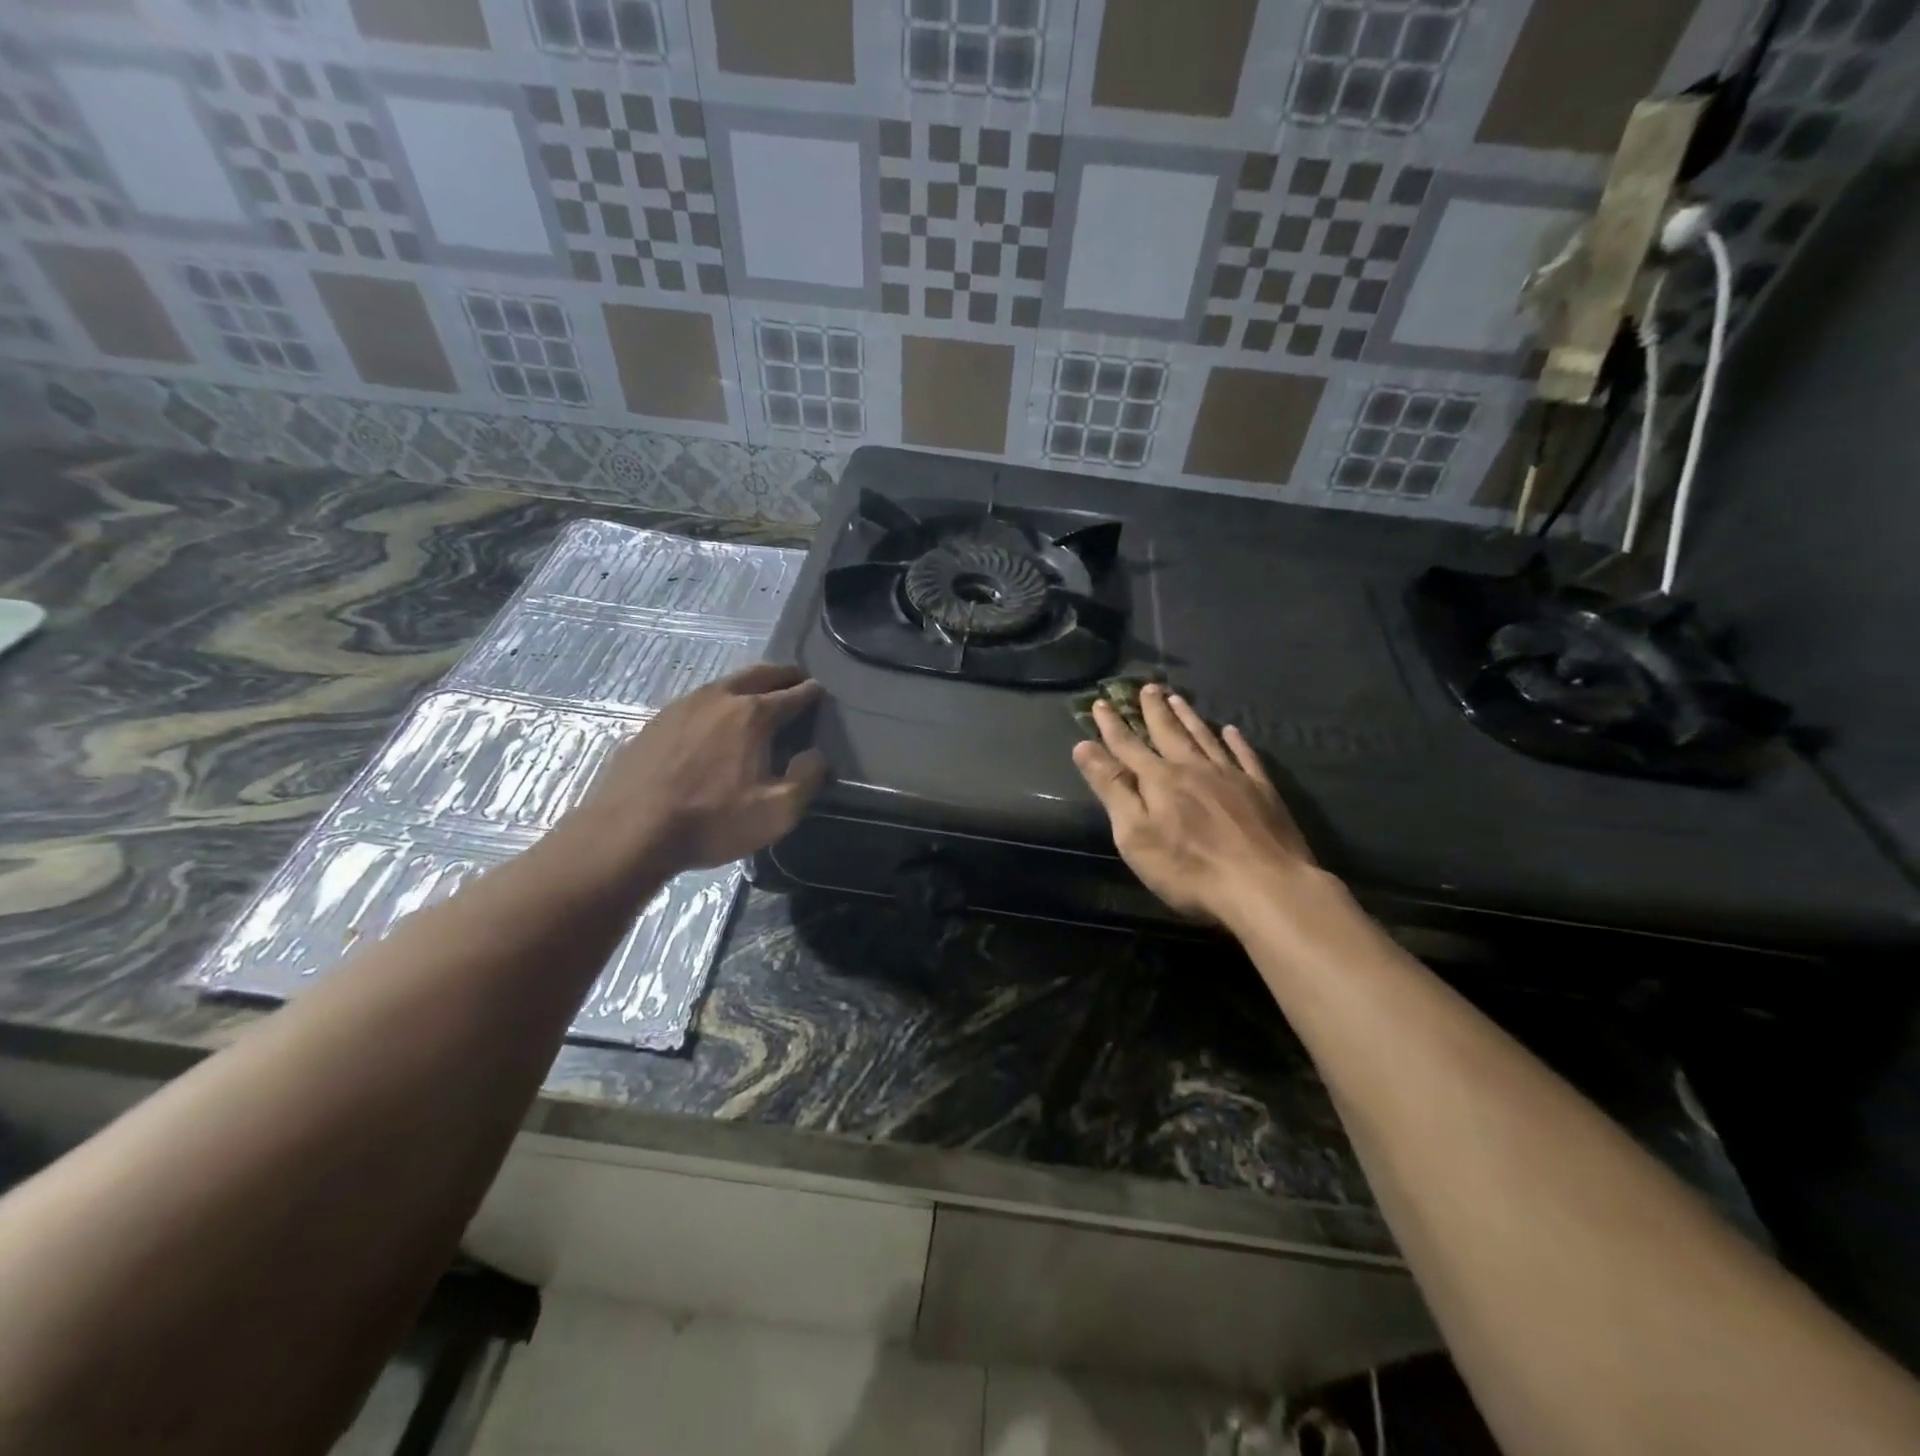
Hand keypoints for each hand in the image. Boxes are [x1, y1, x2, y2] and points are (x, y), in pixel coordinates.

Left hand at [568, 664, 828, 879]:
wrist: (630, 831)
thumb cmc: (711, 821)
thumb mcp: (776, 811)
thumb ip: (807, 779)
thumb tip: (816, 755)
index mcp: (753, 714)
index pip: (793, 695)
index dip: (811, 693)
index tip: (820, 691)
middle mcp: (719, 698)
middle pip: (758, 675)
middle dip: (782, 675)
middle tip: (795, 678)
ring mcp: (683, 705)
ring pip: (725, 683)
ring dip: (748, 684)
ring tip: (758, 694)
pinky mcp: (656, 721)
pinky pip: (698, 701)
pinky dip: (717, 701)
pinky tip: (714, 719)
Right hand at [1072, 684, 1315, 925]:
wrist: (1265, 886)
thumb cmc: (1189, 868)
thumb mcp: (1135, 834)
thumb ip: (1111, 788)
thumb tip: (1084, 746)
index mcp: (1159, 779)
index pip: (1127, 745)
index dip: (1111, 725)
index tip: (1100, 702)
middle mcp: (1193, 768)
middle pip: (1169, 732)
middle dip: (1153, 710)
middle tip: (1146, 687)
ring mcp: (1231, 777)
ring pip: (1204, 737)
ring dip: (1189, 717)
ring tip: (1178, 698)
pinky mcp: (1262, 791)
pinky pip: (1245, 756)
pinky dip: (1235, 741)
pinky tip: (1232, 731)